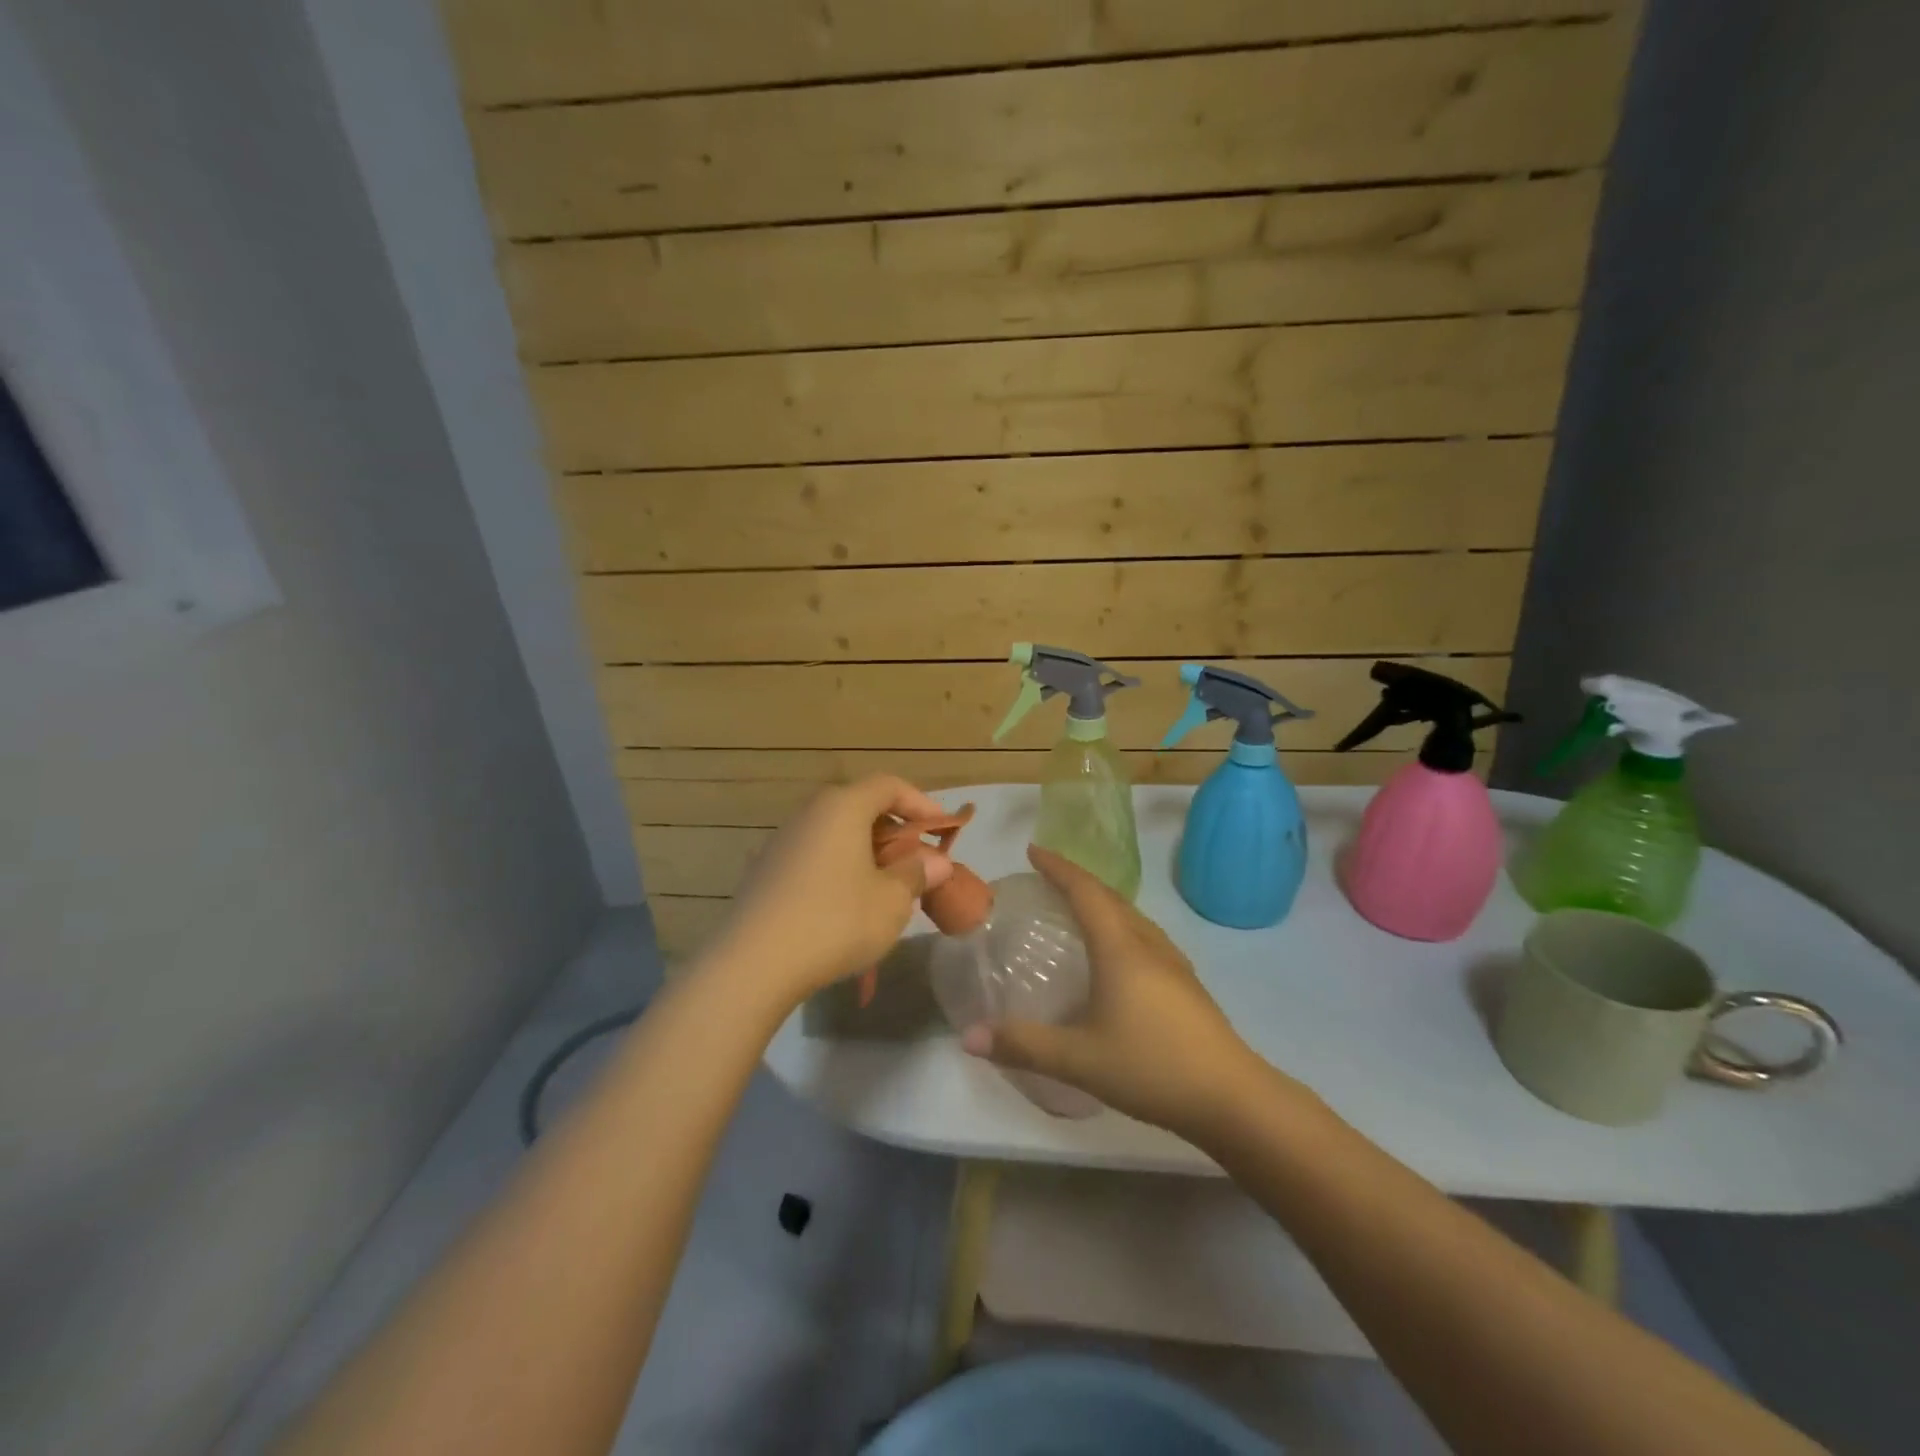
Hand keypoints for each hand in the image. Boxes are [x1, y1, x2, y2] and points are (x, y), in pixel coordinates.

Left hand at [709, 776, 953, 1008]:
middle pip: (860, 807)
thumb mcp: (891, 901)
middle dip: (894, 832)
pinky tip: (846, 906)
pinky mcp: (764, 872)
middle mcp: (809, 813)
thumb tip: (936, 862)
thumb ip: (917, 874)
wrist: (753, 964)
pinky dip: (838, 869)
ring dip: (865, 853)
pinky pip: (813, 857)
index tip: (942, 831)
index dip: (921, 803)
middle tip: (916, 863)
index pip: (889, 785)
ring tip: (885, 888)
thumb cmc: (836, 921)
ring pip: (835, 834)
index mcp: (842, 807)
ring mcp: (781, 842)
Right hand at [961, 845, 1280, 1138]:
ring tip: (1078, 908)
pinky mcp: (1187, 984)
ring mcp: (1173, 963)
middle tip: (1047, 876)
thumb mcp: (1078, 1059)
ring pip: (1131, 916)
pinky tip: (1116, 954)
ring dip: (1102, 901)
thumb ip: (1022, 1045)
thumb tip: (968, 1037)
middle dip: (1077, 879)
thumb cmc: (1151, 1067)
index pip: (1085, 891)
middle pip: (1110, 897)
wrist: (1232, 1098)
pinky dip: (1120, 926)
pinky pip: (1144, 936)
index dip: (1058, 867)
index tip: (1032, 850)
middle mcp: (1147, 944)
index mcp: (1120, 948)